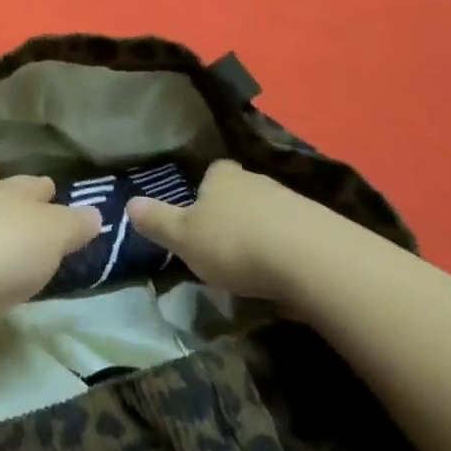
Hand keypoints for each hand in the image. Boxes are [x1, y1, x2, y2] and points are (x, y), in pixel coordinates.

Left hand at [0, 172, 101, 353]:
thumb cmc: (6, 251)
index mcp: (13, 190)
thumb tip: (94, 213)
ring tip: (12, 240)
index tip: (61, 203)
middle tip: (34, 216)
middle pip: (3, 195)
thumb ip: (75, 224)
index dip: (50, 192)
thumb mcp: (55, 235)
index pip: (36, 183)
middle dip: (16, 202)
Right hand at [126, 159, 352, 303]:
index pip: (213, 173)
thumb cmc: (234, 243)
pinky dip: (289, 251)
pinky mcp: (322, 228)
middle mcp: (257, 181)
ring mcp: (293, 202)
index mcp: (222, 178)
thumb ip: (157, 221)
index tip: (200, 214)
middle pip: (242, 193)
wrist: (311, 260)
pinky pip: (297, 236)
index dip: (206, 190)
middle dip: (234, 213)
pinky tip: (284, 277)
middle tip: (222, 244)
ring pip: (270, 214)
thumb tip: (129, 203)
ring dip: (263, 234)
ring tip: (253, 266)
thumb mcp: (183, 237)